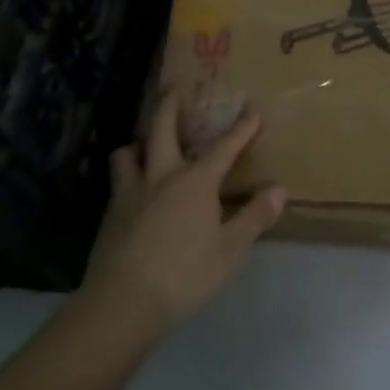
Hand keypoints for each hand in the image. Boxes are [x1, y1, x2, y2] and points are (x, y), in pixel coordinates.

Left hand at [80, 86, 285, 337]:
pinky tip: (132, 187)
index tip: (252, 109)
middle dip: (171, 104)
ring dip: (140, 141)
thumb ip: (254, 217)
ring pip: (129, 151)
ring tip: (147, 143)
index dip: (241, 128)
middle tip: (176, 87)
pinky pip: (118, 180)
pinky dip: (127, 172)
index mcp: (195, 182)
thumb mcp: (229, 251)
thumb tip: (278, 190)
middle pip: (163, 128)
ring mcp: (130, 192)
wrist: (123, 302)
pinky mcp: (111, 213)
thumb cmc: (185, 275)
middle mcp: (161, 176)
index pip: (224, 147)